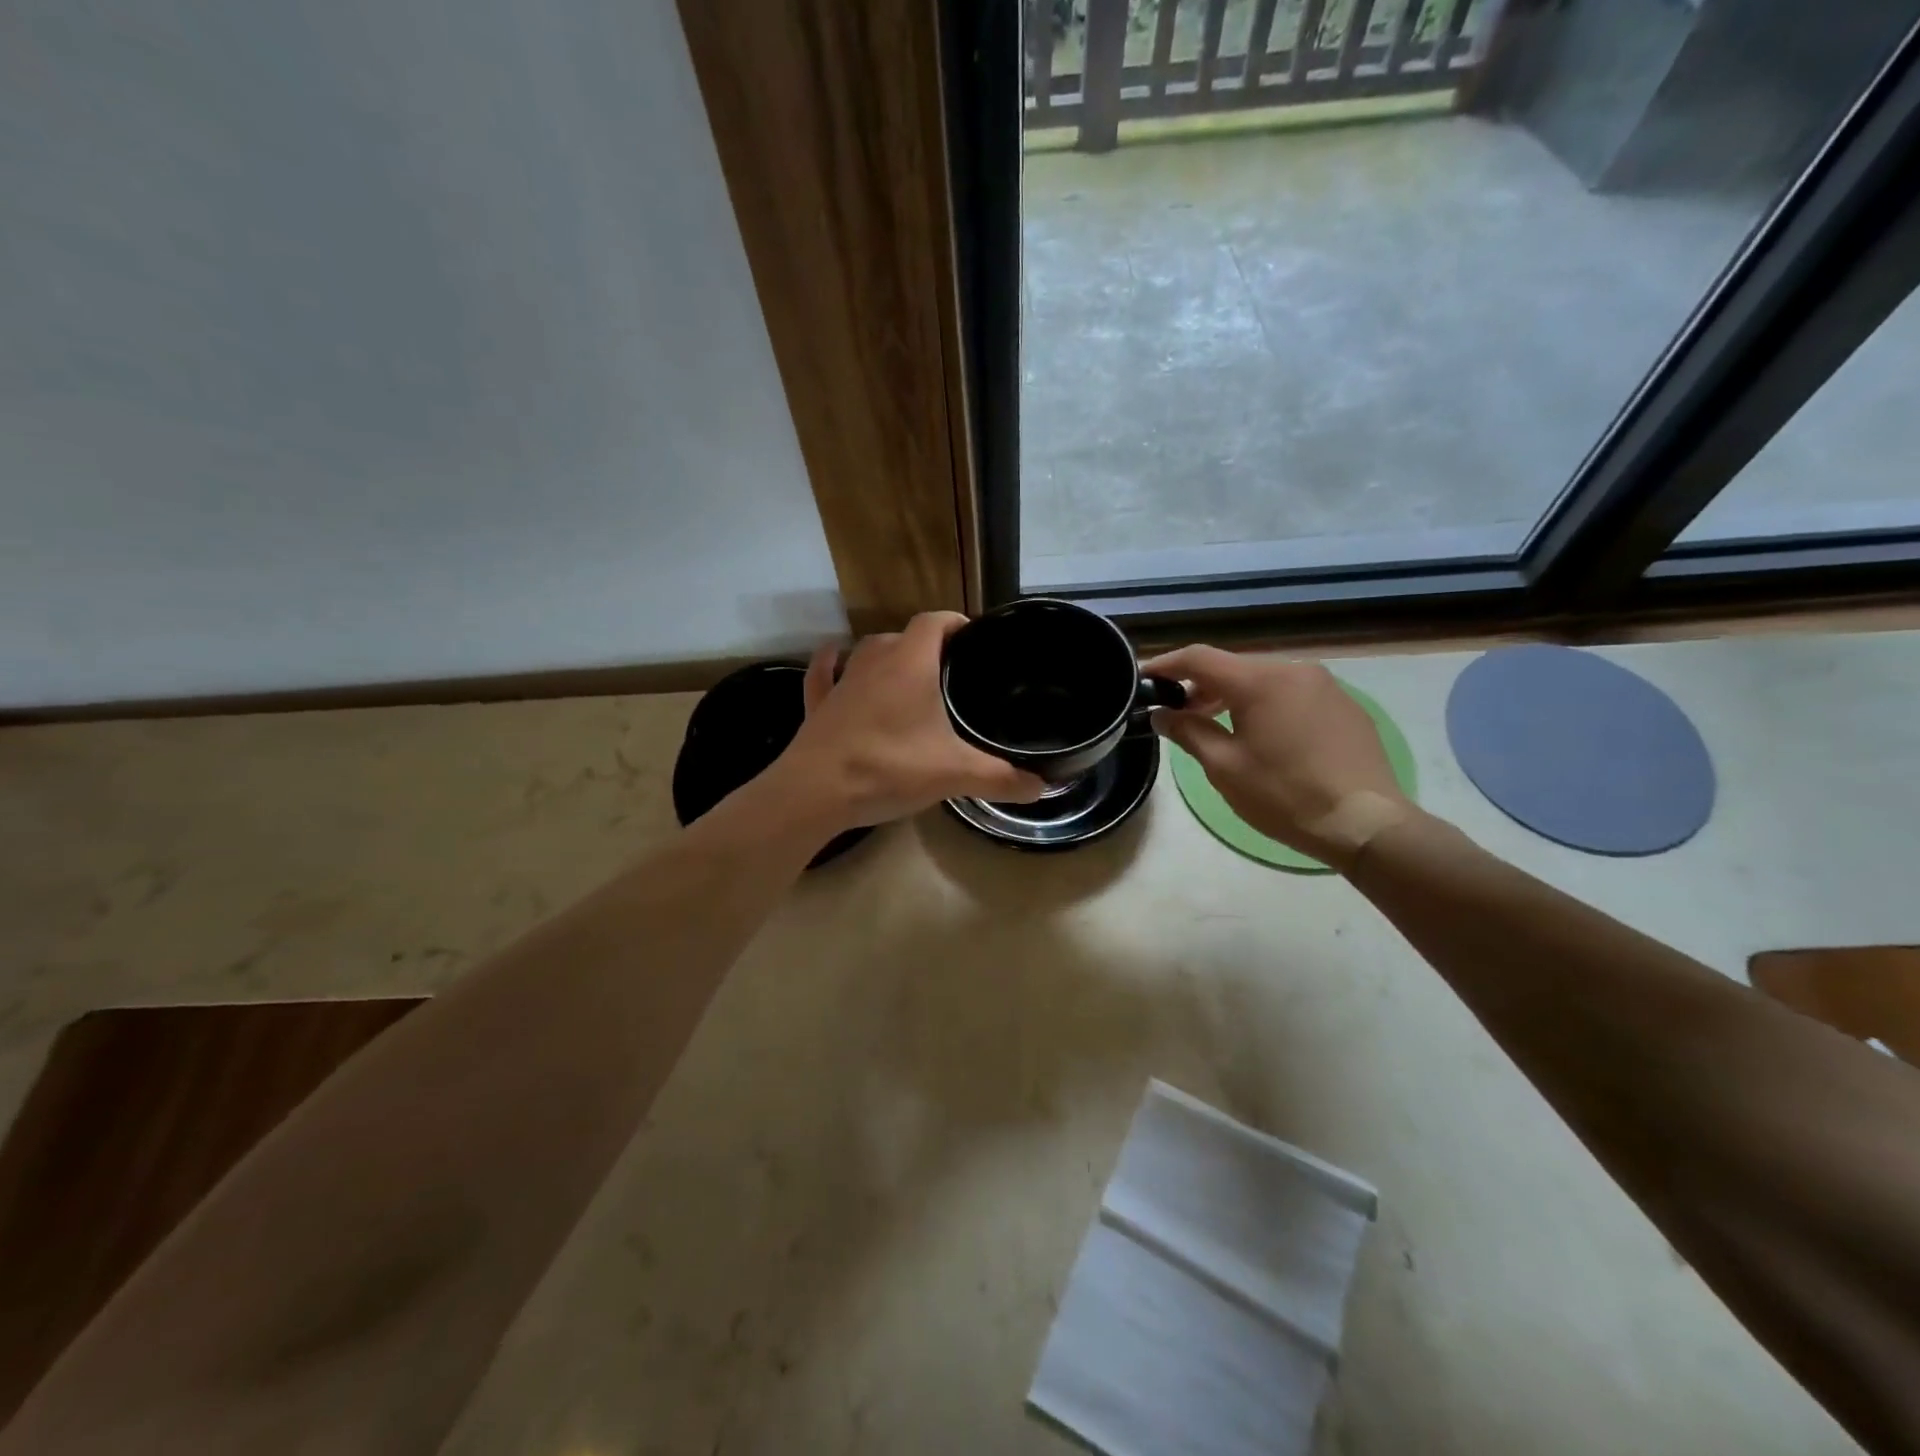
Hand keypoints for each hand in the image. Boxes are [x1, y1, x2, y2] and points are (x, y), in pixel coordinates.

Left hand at [772, 613, 1045, 830]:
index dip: (956, 623)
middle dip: (926, 646)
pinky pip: (824, 674)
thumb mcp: (955, 774)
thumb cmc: (890, 768)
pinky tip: (835, 658)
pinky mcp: (818, 705)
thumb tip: (1043, 787)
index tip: (974, 639)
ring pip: (866, 652)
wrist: (816, 792)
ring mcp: (842, 682)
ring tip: (909, 673)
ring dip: (887, 655)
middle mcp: (873, 661)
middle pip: (902, 635)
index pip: (935, 622)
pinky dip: (831, 664)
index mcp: (910, 663)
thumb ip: (1001, 779)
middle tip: (950, 671)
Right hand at [1144, 645, 1415, 869]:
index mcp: (1260, 680)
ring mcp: (1325, 685)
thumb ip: (1188, 732)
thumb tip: (1162, 714)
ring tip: (1215, 726)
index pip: (1200, 658)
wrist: (1366, 822)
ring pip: (1264, 680)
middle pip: (1233, 667)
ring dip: (1233, 697)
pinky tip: (1262, 737)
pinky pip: (1292, 694)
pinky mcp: (1345, 705)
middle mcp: (1294, 670)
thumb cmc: (1285, 795)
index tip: (1144, 678)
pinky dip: (1267, 706)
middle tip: (1177, 713)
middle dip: (1200, 686)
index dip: (1166, 665)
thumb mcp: (1224, 767)